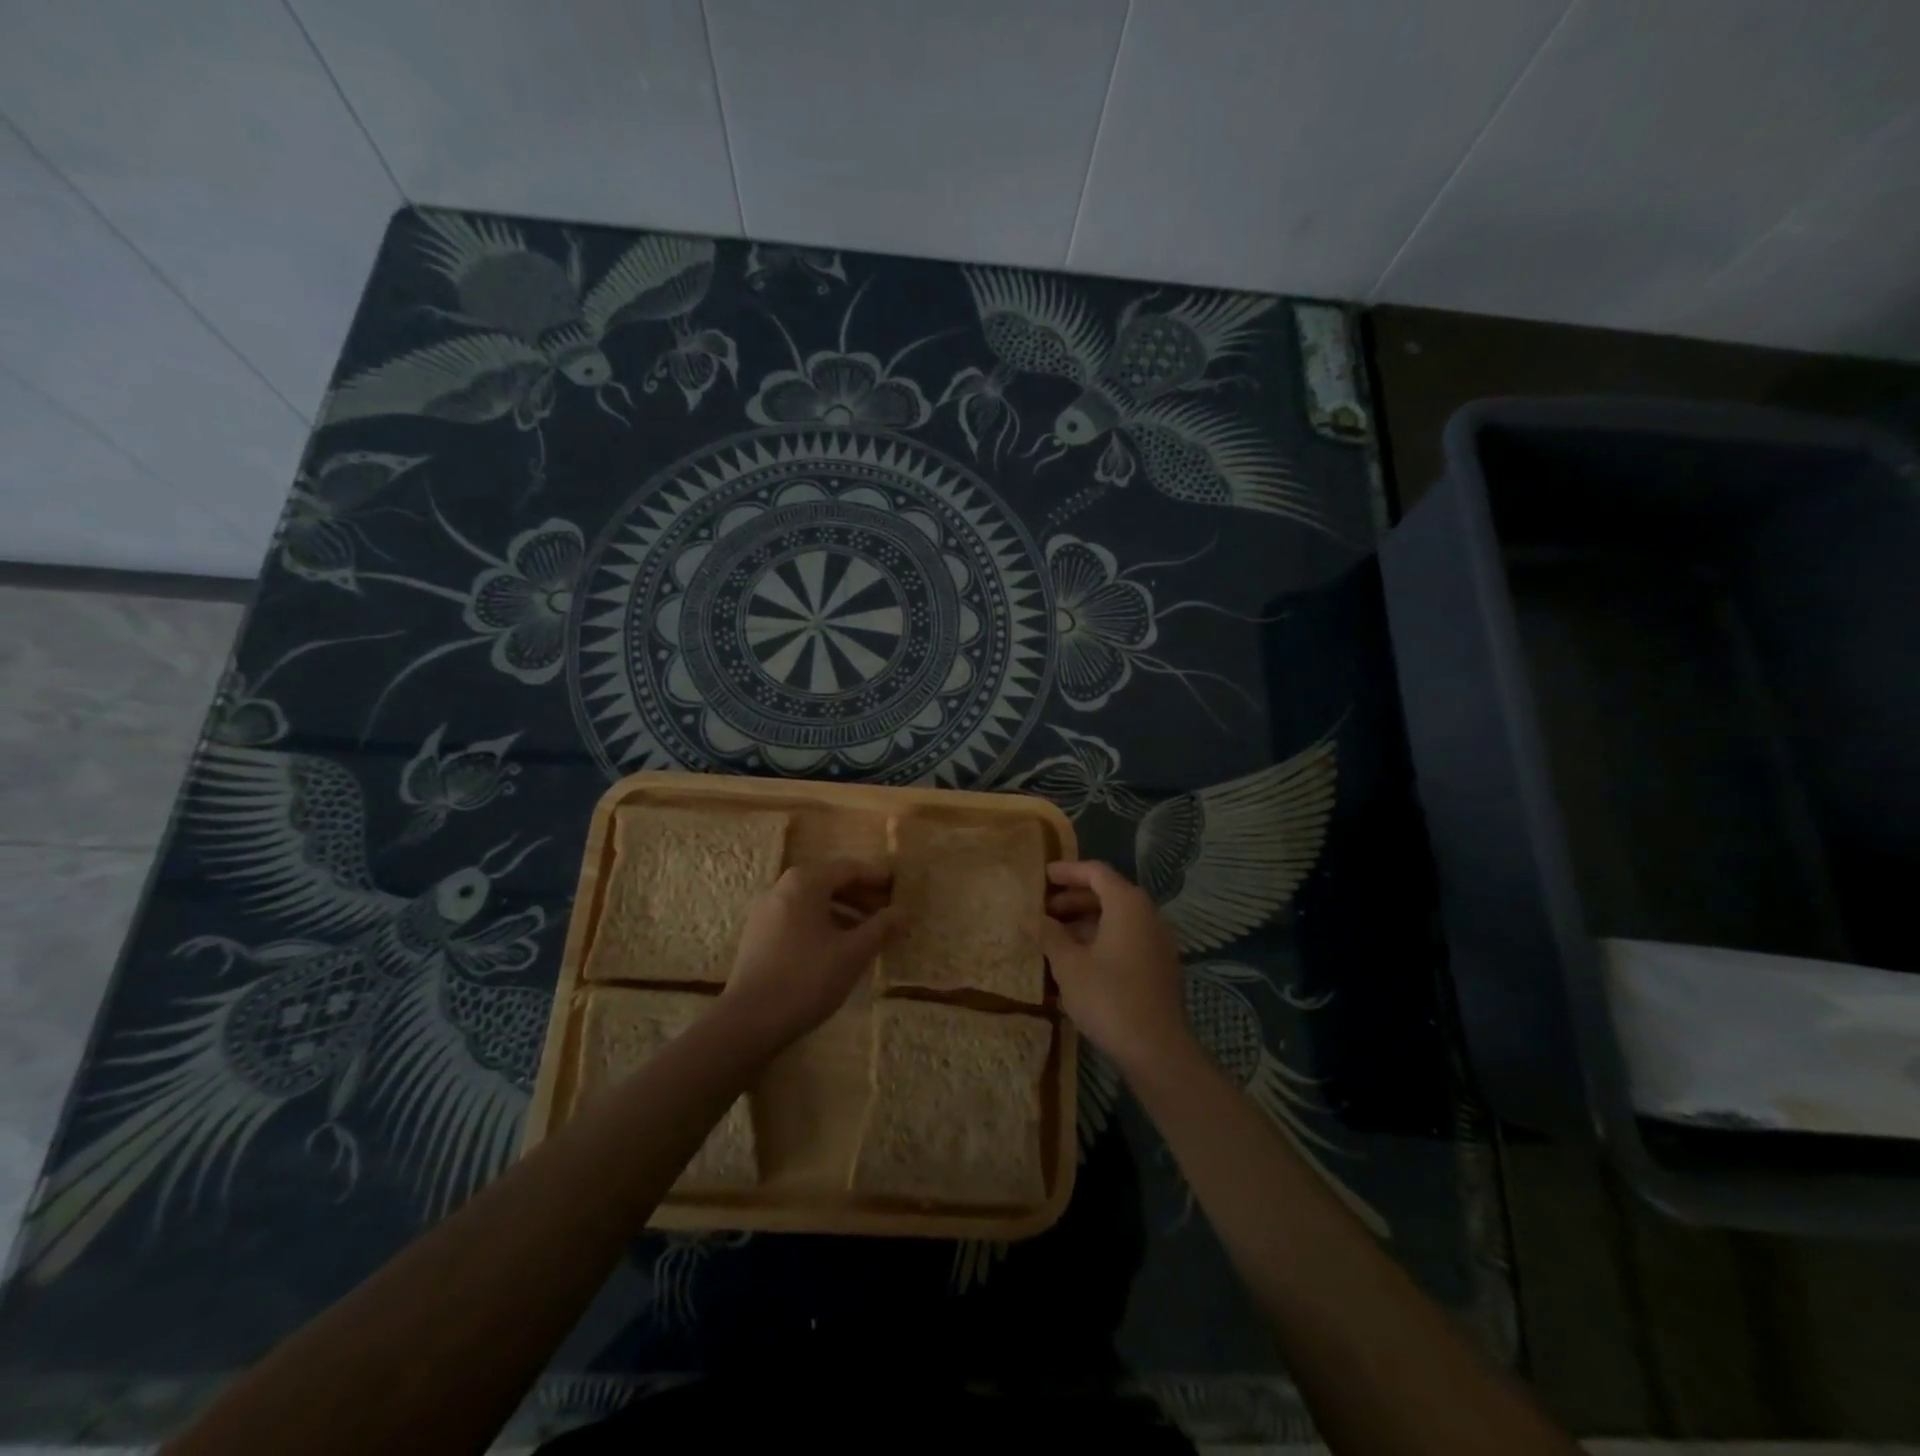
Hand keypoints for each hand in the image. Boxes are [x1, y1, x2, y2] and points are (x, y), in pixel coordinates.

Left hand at [720, 860, 900, 1049]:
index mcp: (805, 883)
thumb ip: (881, 928)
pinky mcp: (758, 937)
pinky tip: (838, 950)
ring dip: (843, 913)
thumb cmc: (807, 978)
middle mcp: (782, 889)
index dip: (876, 877)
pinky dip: (823, 926)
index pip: (848, 869)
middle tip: (887, 913)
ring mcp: (766, 913)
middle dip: (861, 897)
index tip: (898, 887)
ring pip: (813, 903)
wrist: (749, 1021)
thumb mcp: (853, 953)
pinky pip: (798, 919)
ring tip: (868, 935)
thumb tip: (904, 912)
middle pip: (829, 883)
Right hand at [1042, 860, 1193, 1076]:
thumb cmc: (1109, 997)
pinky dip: (1102, 939)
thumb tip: (1031, 918)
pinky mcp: (1160, 966)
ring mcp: (1158, 941)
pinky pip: (1127, 938)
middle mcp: (1148, 915)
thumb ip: (1049, 935)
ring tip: (1055, 936)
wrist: (1156, 1049)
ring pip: (1118, 918)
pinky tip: (1078, 959)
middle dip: (1074, 898)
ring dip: (1086, 921)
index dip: (1068, 871)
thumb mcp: (1069, 964)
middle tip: (1043, 909)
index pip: (1096, 872)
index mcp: (1128, 904)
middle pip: (1108, 893)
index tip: (1043, 876)